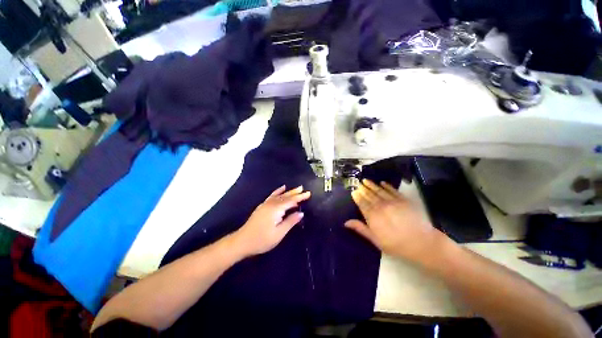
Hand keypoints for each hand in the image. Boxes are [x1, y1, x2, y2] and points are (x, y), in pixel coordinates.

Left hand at [232, 185, 310, 256]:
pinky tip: (282, 188)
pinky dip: (278, 191)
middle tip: (304, 189)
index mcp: (276, 209)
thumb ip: (290, 221)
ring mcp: (266, 204)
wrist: (242, 241)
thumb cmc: (262, 239)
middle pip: (285, 196)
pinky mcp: (262, 206)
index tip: (308, 193)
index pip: (291, 201)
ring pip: (280, 195)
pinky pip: (272, 196)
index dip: (300, 197)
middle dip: (295, 192)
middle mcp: (271, 204)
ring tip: (296, 188)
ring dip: (289, 192)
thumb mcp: (279, 233)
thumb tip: (301, 213)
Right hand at [345, 179, 441, 261]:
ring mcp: (392, 201)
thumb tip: (346, 222)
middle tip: (358, 183)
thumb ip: (361, 229)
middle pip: (369, 195)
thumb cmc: (396, 244)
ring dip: (372, 185)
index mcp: (373, 216)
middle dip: (363, 189)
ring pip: (379, 190)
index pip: (362, 203)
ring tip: (366, 180)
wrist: (422, 243)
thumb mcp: (376, 240)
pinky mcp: (403, 200)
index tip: (353, 191)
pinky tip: (382, 183)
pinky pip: (392, 190)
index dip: (357, 196)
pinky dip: (387, 186)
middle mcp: (381, 206)